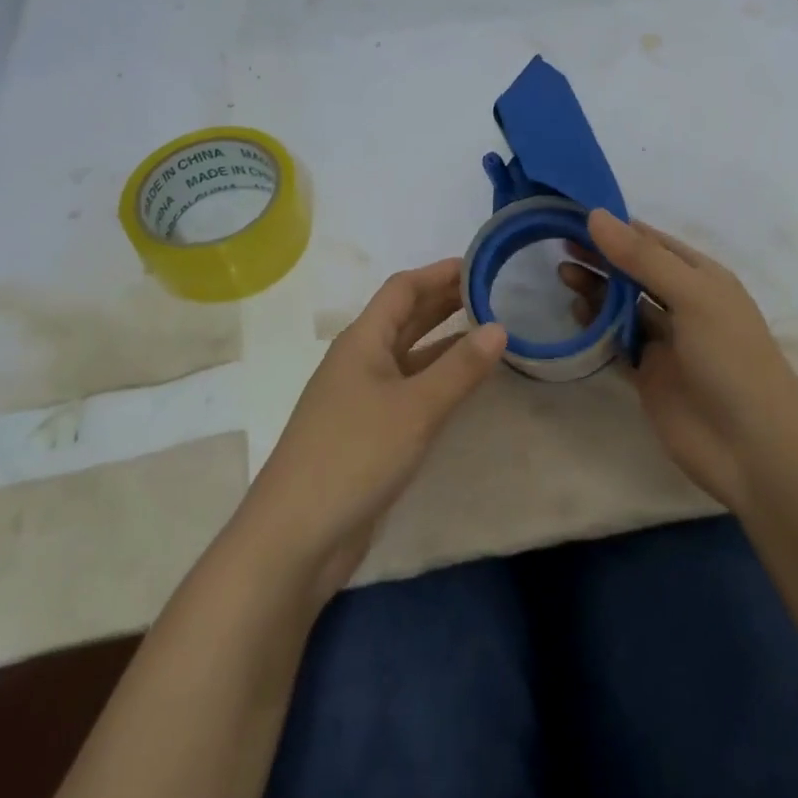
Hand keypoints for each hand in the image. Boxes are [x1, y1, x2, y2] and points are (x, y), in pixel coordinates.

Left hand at [233, 259, 506, 600]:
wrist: (297, 534)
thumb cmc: (355, 455)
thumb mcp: (415, 408)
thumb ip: (460, 368)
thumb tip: (499, 326)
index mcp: (362, 341)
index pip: (402, 289)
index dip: (439, 273)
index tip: (481, 264)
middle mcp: (359, 361)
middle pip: (404, 318)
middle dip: (445, 302)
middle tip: (494, 293)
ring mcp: (361, 398)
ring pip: (408, 355)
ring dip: (443, 340)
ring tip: (489, 330)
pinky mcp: (367, 432)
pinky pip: (408, 390)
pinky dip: (436, 379)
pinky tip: (462, 385)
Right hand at [559, 210, 797, 513]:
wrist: (753, 449)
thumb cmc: (731, 360)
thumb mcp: (693, 297)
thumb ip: (643, 258)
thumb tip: (596, 215)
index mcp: (703, 278)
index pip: (652, 242)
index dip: (616, 227)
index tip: (573, 213)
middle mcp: (683, 304)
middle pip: (634, 271)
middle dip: (601, 257)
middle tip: (559, 246)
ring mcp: (665, 341)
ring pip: (622, 305)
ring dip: (595, 289)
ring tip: (562, 275)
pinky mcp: (648, 373)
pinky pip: (616, 341)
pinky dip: (596, 326)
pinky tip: (576, 313)